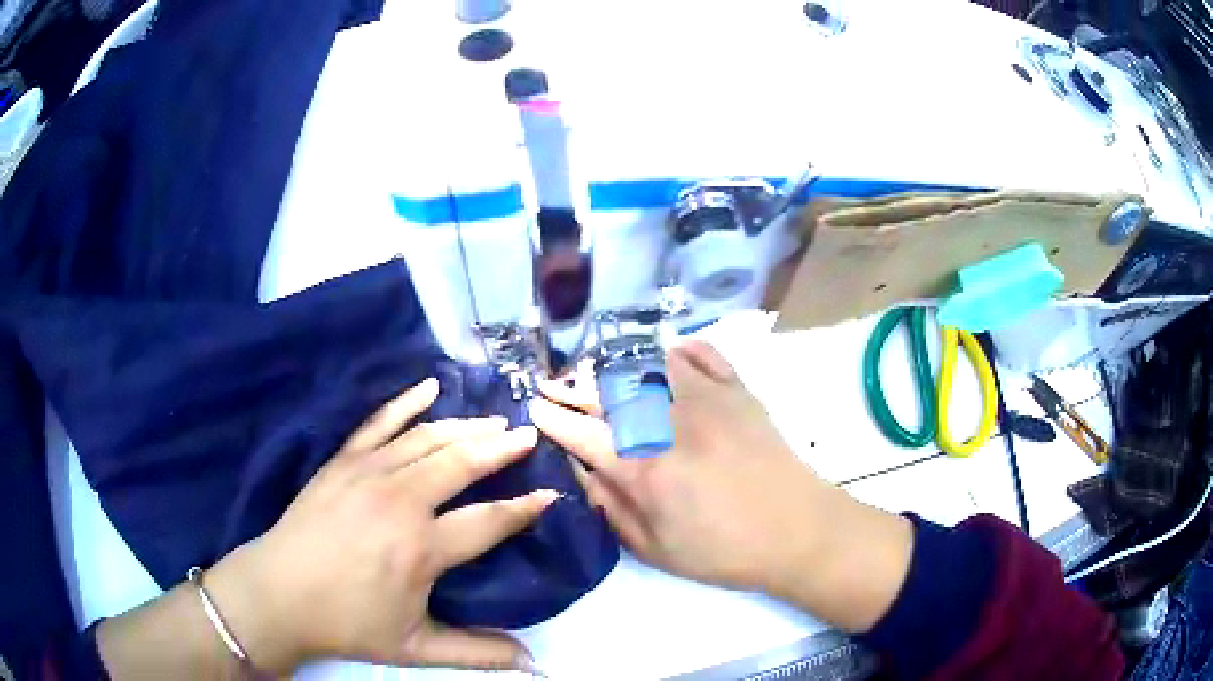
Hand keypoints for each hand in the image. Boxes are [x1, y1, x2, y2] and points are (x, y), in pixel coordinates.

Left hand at [204, 379, 552, 673]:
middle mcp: (401, 501)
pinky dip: (407, 401)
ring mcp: (369, 473)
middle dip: (501, 448)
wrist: (279, 594)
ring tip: (493, 421)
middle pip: (463, 462)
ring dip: (465, 426)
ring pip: (428, 437)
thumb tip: (532, 662)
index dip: (526, 508)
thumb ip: (477, 652)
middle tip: (527, 435)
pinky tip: (428, 386)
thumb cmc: (348, 623)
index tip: (551, 493)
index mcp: (422, 549)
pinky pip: (380, 421)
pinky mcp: (343, 460)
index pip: (490, 521)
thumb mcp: (415, 648)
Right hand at [530, 341, 913, 632]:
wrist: (798, 530)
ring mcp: (706, 397)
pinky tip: (662, 356)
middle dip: (571, 385)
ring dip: (613, 363)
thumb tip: (581, 471)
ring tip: (596, 371)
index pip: (582, 431)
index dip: (551, 417)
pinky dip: (675, 350)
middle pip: (606, 390)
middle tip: (553, 385)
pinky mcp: (737, 389)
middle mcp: (668, 420)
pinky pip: (700, 354)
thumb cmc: (723, 550)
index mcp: (644, 467)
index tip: (533, 408)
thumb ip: (611, 507)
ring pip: (646, 362)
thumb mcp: (655, 549)